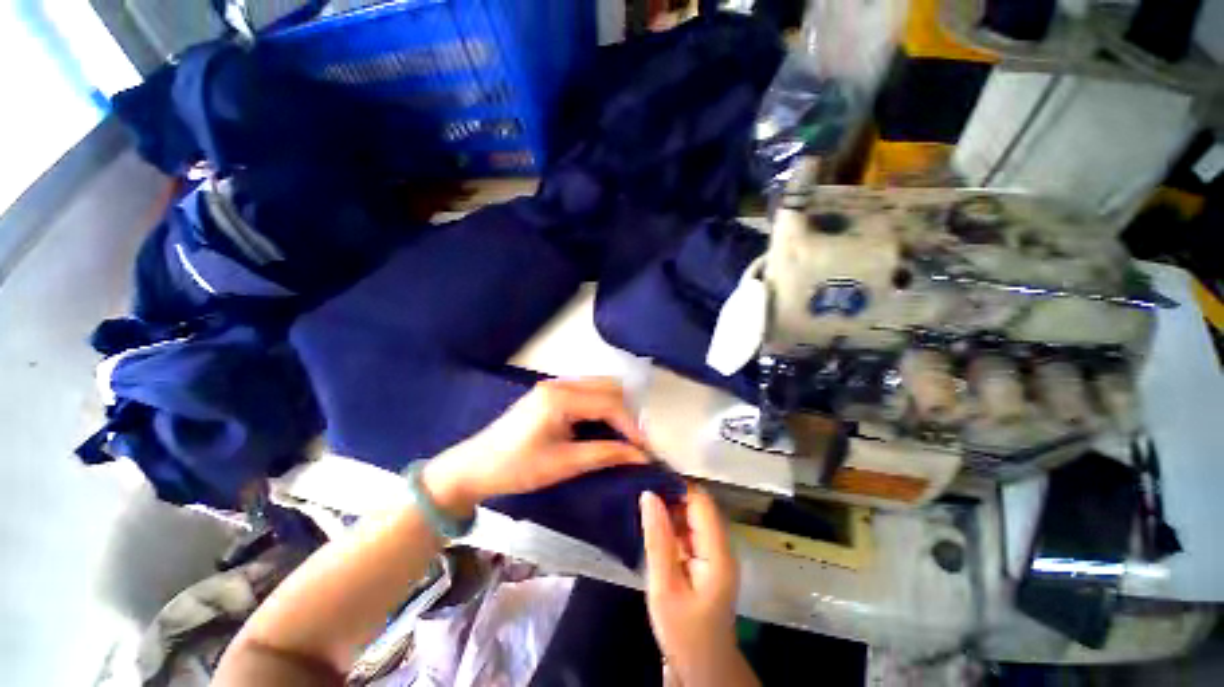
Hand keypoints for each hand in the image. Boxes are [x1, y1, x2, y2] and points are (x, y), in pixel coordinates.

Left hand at [422, 378, 648, 516]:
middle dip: (627, 412)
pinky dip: (601, 405)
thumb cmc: (517, 468)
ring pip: (598, 386)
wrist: (474, 467)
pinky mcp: (551, 392)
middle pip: (608, 387)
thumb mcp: (563, 464)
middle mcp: (559, 383)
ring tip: (623, 434)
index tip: (645, 449)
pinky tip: (603, 425)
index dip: (631, 425)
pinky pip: (586, 391)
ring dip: (615, 407)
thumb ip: (604, 454)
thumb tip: (640, 455)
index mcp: (561, 397)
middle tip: (635, 441)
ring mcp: (554, 385)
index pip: (609, 403)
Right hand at [642, 488, 755, 685]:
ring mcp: (714, 552)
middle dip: (670, 495)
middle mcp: (721, 545)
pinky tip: (652, 525)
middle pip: (698, 506)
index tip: (648, 477)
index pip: (700, 502)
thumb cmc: (684, 632)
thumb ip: (657, 539)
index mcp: (717, 551)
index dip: (676, 486)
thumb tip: (649, 494)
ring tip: (642, 501)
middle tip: (640, 489)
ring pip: (692, 516)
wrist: (702, 668)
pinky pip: (688, 531)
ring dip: (669, 508)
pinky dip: (671, 524)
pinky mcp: (705, 559)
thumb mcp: (665, 587)